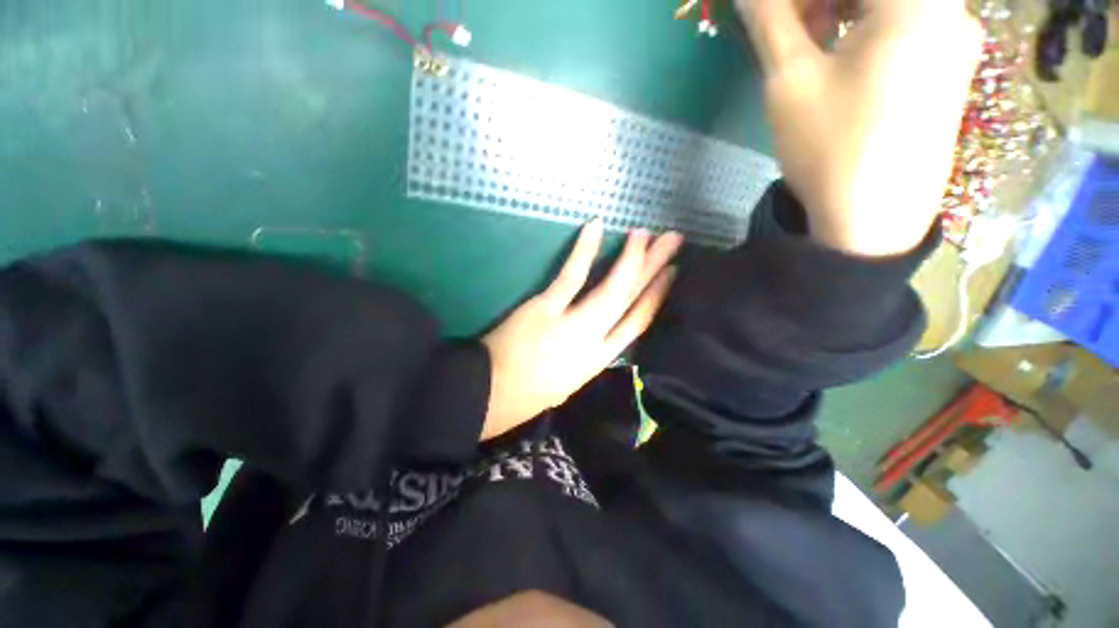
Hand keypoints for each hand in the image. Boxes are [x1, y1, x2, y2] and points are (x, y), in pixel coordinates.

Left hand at [479, 221, 681, 440]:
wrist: (492, 395)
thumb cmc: (530, 392)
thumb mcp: (570, 381)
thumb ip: (589, 355)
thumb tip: (603, 334)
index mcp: (600, 360)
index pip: (638, 323)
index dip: (656, 296)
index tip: (670, 274)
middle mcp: (595, 341)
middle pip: (631, 299)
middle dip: (655, 268)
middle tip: (673, 240)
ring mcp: (572, 324)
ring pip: (611, 288)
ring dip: (631, 258)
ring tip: (646, 233)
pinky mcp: (545, 308)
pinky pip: (571, 276)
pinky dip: (584, 250)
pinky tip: (596, 226)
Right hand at [738, 0, 984, 255]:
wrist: (873, 222)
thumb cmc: (831, 147)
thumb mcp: (791, 80)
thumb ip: (771, 20)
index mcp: (917, 0)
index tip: (773, 12)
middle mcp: (949, 9)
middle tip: (783, 23)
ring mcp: (954, 39)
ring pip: (890, 4)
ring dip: (842, 8)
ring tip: (806, 43)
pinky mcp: (949, 67)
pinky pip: (905, 25)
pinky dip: (866, 28)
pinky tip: (838, 58)